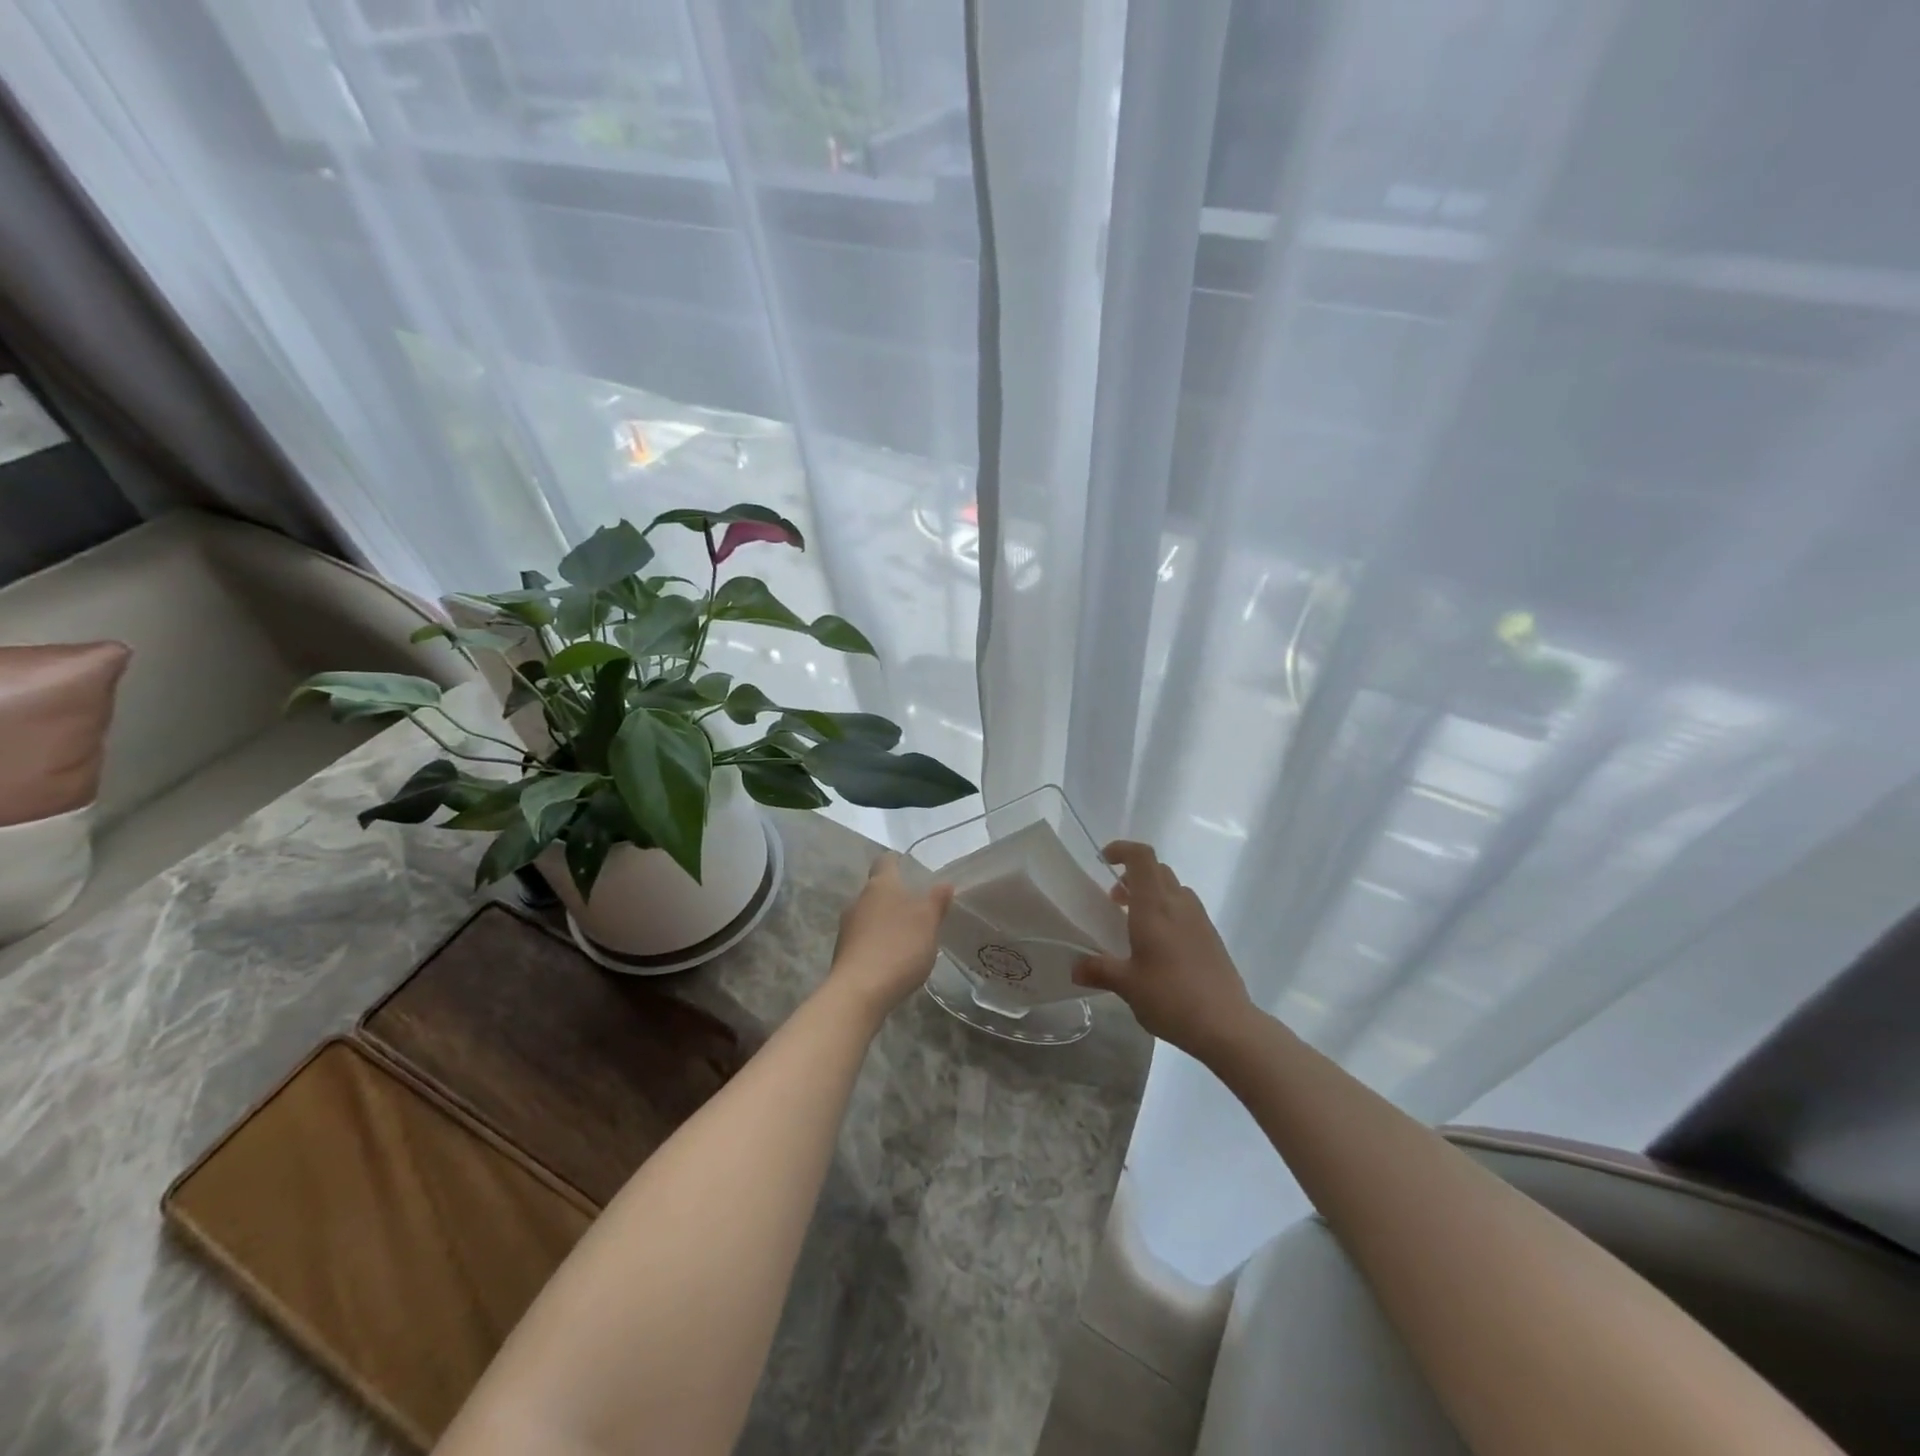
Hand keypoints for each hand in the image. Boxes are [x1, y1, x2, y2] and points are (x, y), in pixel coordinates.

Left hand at [826, 854, 954, 1023]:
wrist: (859, 992)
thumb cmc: (899, 947)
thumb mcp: (928, 922)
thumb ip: (937, 901)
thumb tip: (944, 884)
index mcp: (880, 885)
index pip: (886, 861)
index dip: (897, 862)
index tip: (909, 867)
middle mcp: (859, 900)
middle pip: (877, 890)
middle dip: (894, 897)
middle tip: (917, 909)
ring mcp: (847, 927)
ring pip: (869, 915)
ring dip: (885, 922)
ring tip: (907, 938)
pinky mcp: (843, 953)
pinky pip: (864, 939)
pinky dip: (877, 944)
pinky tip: (892, 960)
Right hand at [1074, 841, 1254, 1063]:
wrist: (1227, 1025)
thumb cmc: (1170, 997)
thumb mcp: (1127, 985)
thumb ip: (1099, 971)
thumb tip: (1075, 968)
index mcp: (1155, 907)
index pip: (1142, 857)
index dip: (1122, 849)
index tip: (1104, 860)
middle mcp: (1179, 905)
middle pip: (1157, 870)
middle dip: (1133, 876)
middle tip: (1114, 901)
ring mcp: (1200, 920)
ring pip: (1174, 889)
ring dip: (1152, 894)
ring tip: (1135, 924)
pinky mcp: (1212, 938)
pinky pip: (1186, 910)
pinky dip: (1168, 913)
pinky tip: (1160, 947)